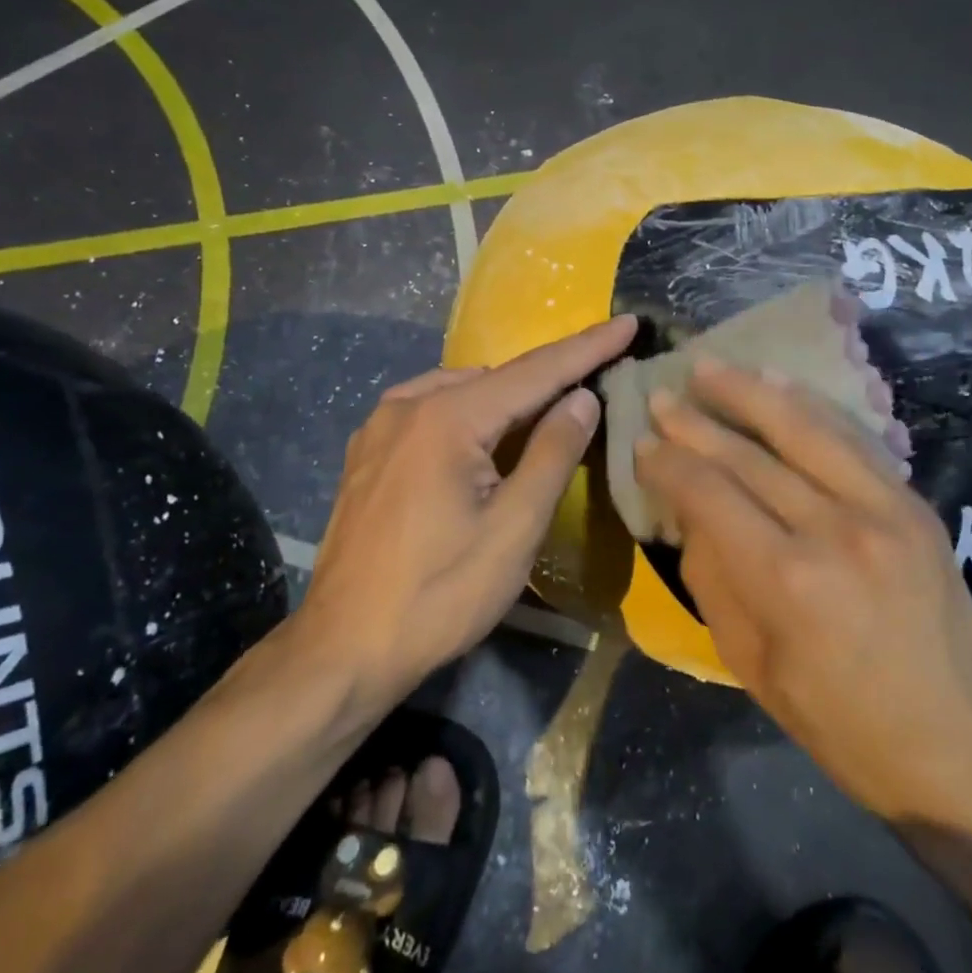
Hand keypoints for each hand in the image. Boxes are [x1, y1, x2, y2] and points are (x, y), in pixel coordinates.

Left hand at [292, 315, 636, 703]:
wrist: (343, 649)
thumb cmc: (439, 595)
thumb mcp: (513, 529)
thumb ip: (552, 453)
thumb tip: (582, 396)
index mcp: (446, 418)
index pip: (534, 372)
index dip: (587, 348)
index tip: (628, 323)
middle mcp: (407, 406)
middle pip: (495, 379)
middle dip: (547, 379)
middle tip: (595, 381)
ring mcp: (379, 428)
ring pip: (460, 393)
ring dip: (507, 398)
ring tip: (545, 414)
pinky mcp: (366, 453)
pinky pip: (429, 412)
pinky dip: (468, 414)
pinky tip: (481, 439)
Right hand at [633, 359, 971, 833]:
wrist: (956, 745)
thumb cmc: (837, 722)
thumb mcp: (749, 662)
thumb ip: (711, 576)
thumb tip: (688, 512)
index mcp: (785, 579)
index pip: (708, 495)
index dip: (668, 465)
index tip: (642, 445)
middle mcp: (834, 530)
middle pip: (748, 456)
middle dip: (695, 423)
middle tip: (660, 396)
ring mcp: (883, 510)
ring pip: (803, 430)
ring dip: (750, 393)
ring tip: (710, 367)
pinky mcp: (915, 505)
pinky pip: (853, 442)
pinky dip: (811, 409)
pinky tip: (779, 386)